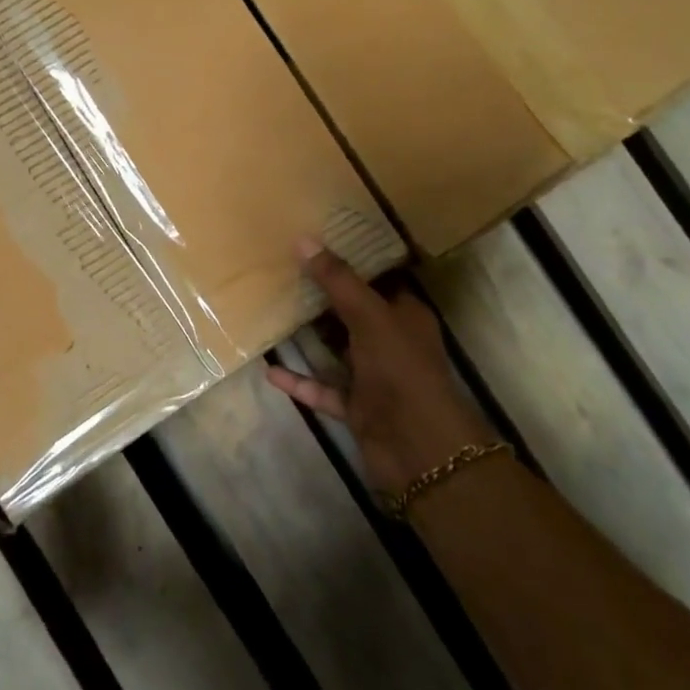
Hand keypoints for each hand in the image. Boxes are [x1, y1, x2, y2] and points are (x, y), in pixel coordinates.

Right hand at [266, 241, 497, 495]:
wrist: (418, 448)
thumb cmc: (401, 370)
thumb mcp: (370, 316)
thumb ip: (338, 280)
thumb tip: (303, 240)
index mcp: (406, 315)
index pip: (380, 280)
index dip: (352, 261)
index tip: (317, 242)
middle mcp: (391, 342)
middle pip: (354, 314)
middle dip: (323, 297)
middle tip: (284, 271)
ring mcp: (374, 377)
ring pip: (337, 351)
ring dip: (310, 338)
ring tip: (274, 312)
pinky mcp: (357, 407)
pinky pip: (323, 388)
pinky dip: (300, 381)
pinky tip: (270, 370)